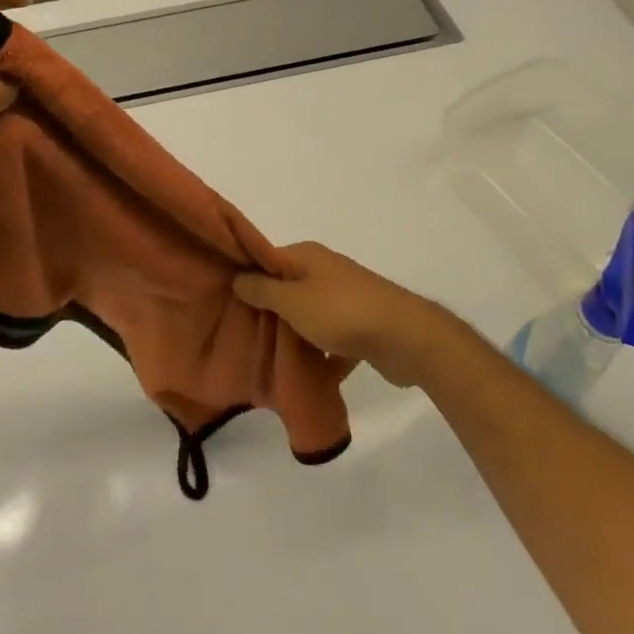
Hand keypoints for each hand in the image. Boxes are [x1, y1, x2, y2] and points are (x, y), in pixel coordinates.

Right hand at [234, 242, 442, 387]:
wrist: (406, 337)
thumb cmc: (341, 312)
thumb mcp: (292, 300)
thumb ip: (262, 289)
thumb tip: (237, 277)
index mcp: (306, 256)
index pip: (266, 260)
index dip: (247, 278)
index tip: (228, 301)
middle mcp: (325, 270)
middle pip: (287, 288)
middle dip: (269, 312)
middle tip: (245, 335)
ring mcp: (346, 297)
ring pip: (309, 315)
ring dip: (295, 336)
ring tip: (272, 360)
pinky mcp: (362, 325)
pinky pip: (332, 338)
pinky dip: (323, 354)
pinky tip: (310, 377)